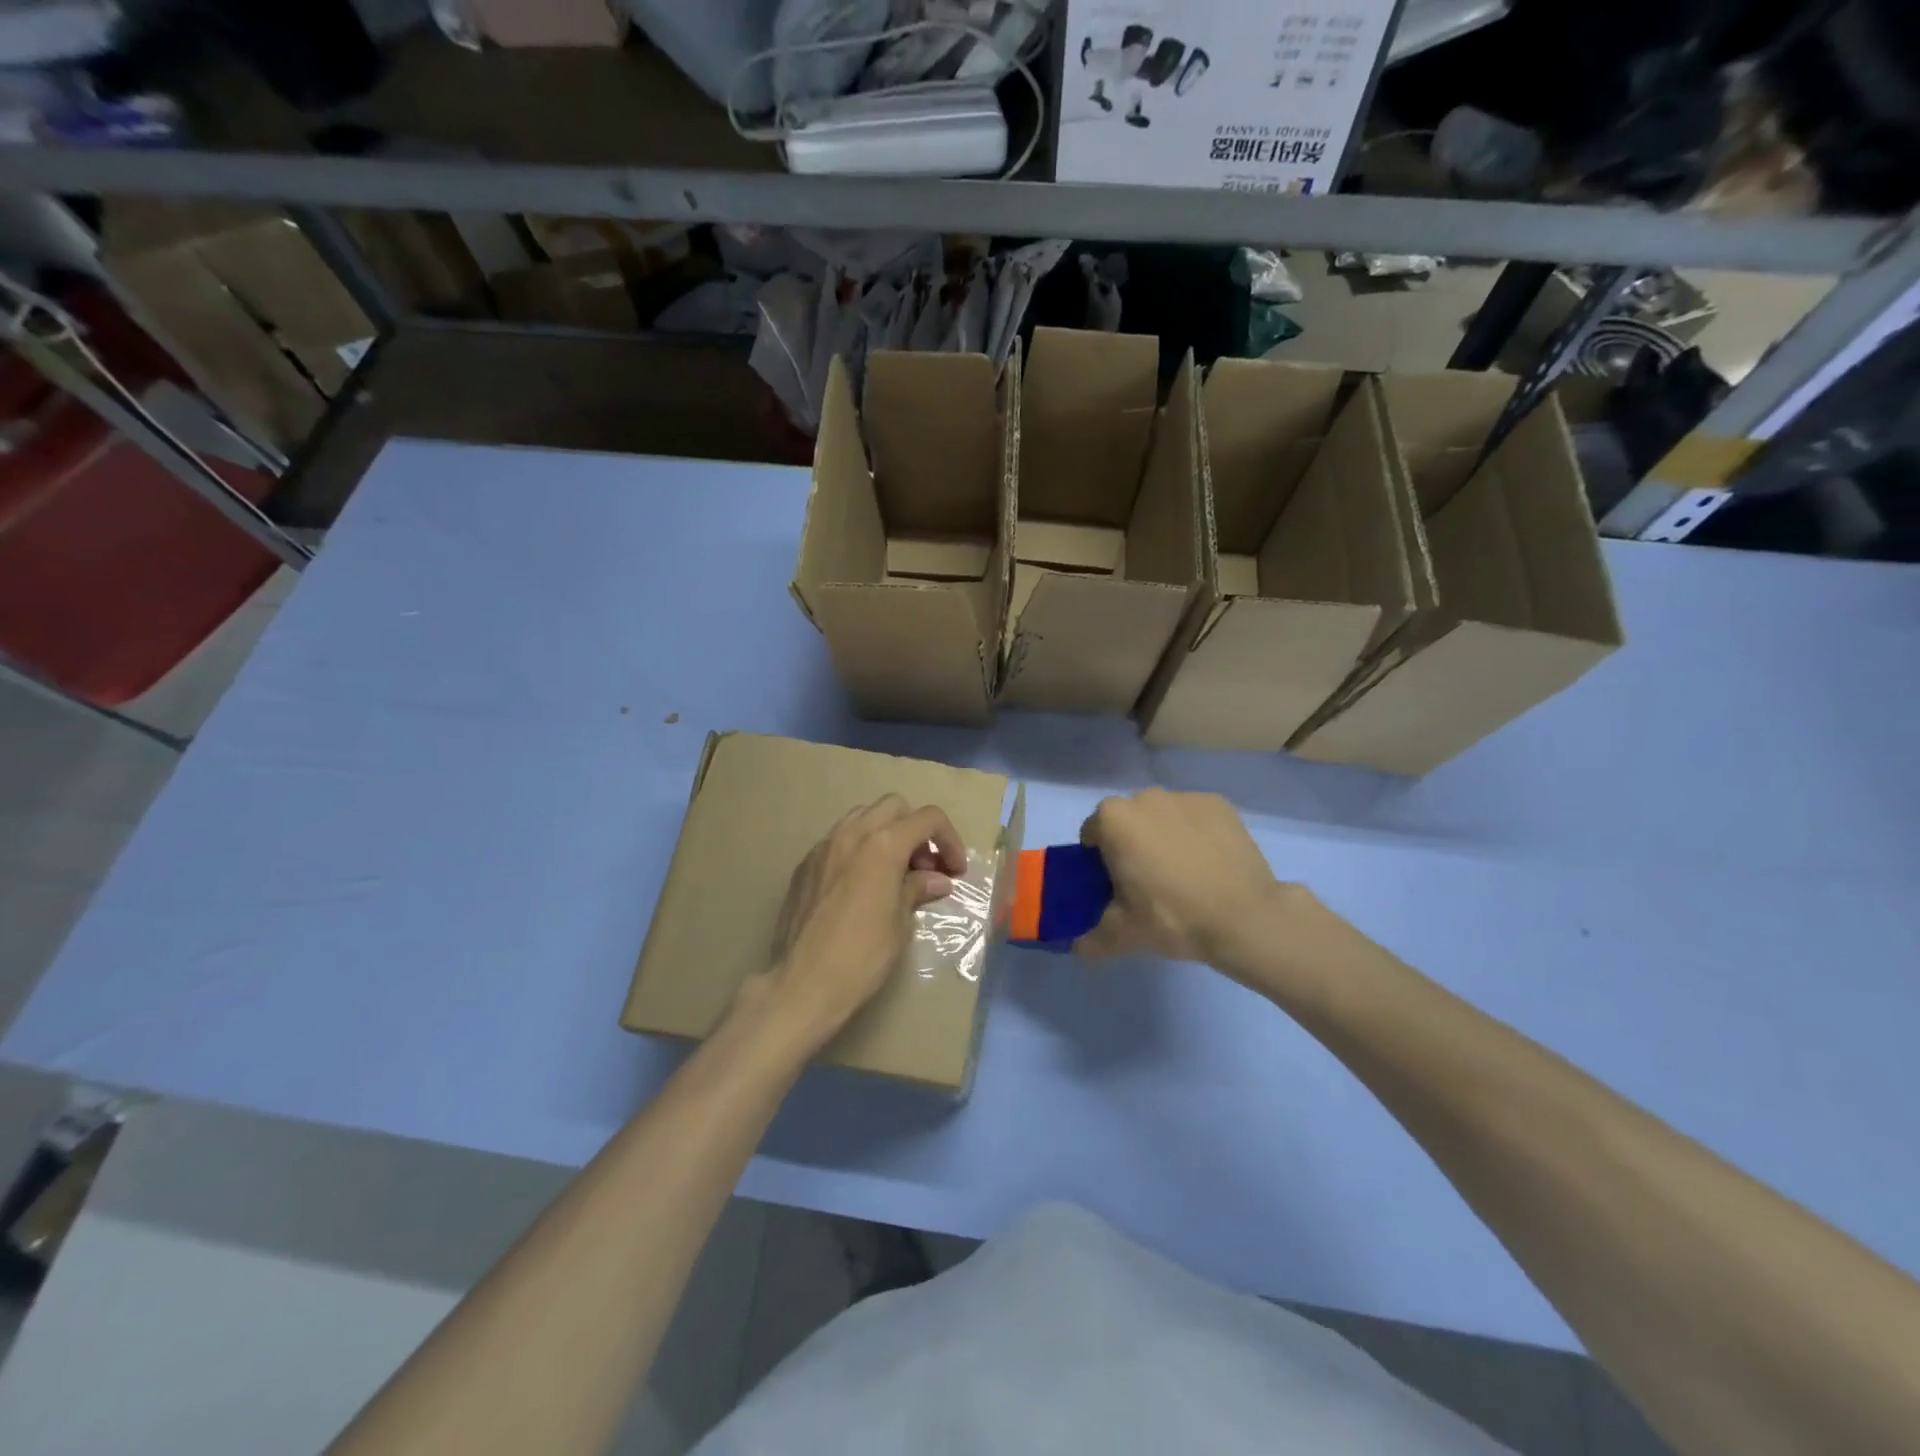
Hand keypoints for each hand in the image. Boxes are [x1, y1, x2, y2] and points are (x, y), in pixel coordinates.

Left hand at [747, 795, 967, 1054]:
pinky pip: (839, 840)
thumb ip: (917, 889)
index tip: (954, 870)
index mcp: (883, 844)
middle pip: (894, 807)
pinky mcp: (805, 865)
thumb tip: (936, 880)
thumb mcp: (900, 922)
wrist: (802, 984)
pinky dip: (859, 849)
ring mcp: (823, 847)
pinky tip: (863, 884)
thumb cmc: (862, 956)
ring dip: (886, 833)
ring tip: (895, 872)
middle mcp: (852, 834)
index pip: (928, 818)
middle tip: (924, 867)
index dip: (949, 840)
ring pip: (863, 817)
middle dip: (916, 829)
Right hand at [1075, 789, 1290, 964]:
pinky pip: (1194, 817)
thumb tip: (1078, 947)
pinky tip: (1209, 864)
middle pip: (1126, 821)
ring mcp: (1185, 797)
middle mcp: (1145, 797)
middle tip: (1147, 884)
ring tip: (1183, 875)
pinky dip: (1195, 833)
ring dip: (1162, 836)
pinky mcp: (1219, 804)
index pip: (1092, 835)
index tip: (1115, 886)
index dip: (1098, 861)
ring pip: (1161, 816)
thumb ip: (1092, 938)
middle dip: (1130, 844)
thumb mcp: (1124, 935)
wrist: (1246, 918)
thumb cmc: (1173, 918)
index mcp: (1113, 819)